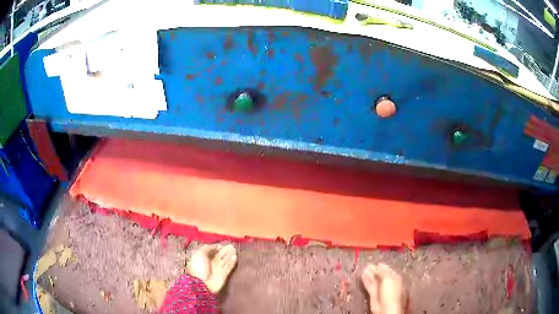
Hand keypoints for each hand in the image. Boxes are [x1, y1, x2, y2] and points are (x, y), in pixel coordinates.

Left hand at [186, 244, 236, 293]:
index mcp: (204, 258)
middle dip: (225, 251)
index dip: (217, 248)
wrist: (202, 283)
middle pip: (219, 255)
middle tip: (231, 246)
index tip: (222, 245)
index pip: (211, 251)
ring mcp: (218, 269)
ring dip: (229, 255)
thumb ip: (208, 248)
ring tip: (234, 250)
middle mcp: (211, 263)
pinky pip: (228, 267)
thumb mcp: (200, 254)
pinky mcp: (224, 275)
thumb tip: (216, 246)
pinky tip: (235, 257)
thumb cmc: (198, 267)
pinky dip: (232, 262)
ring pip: (225, 261)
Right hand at [362, 263, 403, 313]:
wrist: (385, 307)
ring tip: (363, 269)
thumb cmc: (390, 291)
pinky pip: (369, 286)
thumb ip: (381, 271)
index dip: (381, 266)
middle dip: (374, 270)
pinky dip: (366, 281)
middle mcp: (387, 282)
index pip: (387, 270)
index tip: (374, 262)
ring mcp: (380, 288)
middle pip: (380, 275)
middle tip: (366, 265)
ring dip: (369, 275)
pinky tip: (362, 276)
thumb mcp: (387, 278)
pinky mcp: (373, 294)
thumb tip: (377, 265)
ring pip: (374, 280)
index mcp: (394, 277)